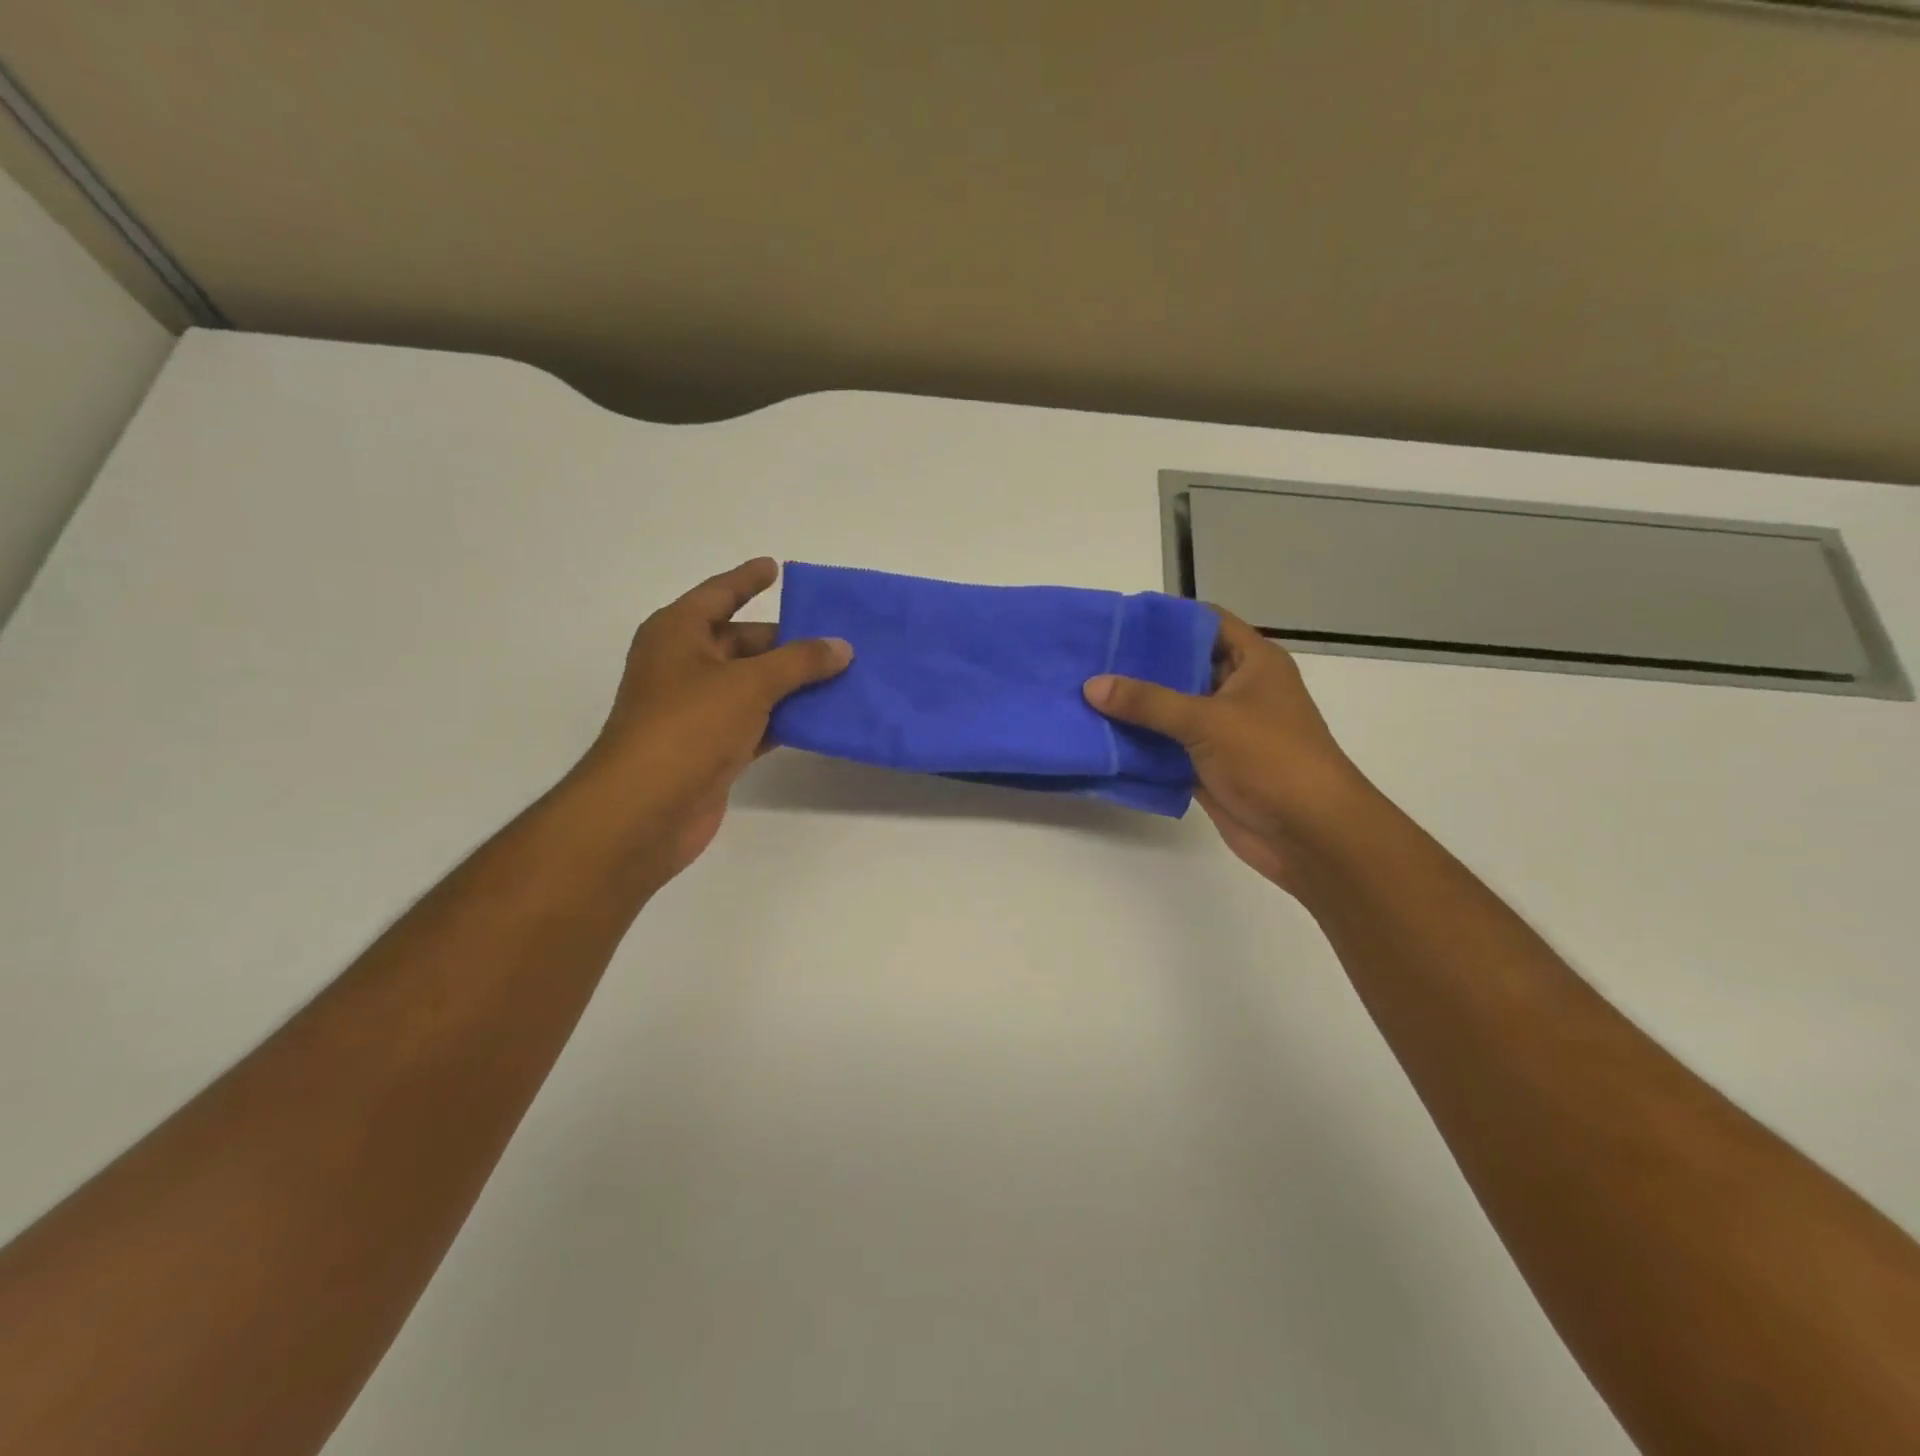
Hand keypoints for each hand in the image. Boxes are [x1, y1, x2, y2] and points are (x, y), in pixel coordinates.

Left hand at [575, 558, 850, 880]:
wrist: (647, 808)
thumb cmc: (689, 726)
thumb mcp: (749, 683)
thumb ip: (799, 661)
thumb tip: (841, 646)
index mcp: (678, 633)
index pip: (719, 594)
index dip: (747, 579)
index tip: (776, 567)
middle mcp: (685, 666)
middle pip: (743, 642)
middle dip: (788, 642)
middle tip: (837, 638)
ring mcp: (697, 710)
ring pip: (754, 685)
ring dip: (793, 684)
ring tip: (843, 675)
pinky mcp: (711, 748)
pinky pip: (757, 722)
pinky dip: (785, 719)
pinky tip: (822, 718)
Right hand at [1084, 610, 1373, 892]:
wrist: (1309, 834)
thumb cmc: (1271, 759)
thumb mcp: (1208, 720)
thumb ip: (1148, 702)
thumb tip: (1092, 685)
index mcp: (1253, 663)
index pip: (1206, 624)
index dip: (1166, 618)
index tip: (1119, 620)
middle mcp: (1237, 690)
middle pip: (1182, 667)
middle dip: (1138, 665)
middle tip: (1089, 658)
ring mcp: (1222, 730)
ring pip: (1170, 710)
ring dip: (1134, 707)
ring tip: (1083, 693)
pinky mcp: (1207, 766)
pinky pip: (1166, 747)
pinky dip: (1139, 744)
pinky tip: (1099, 736)